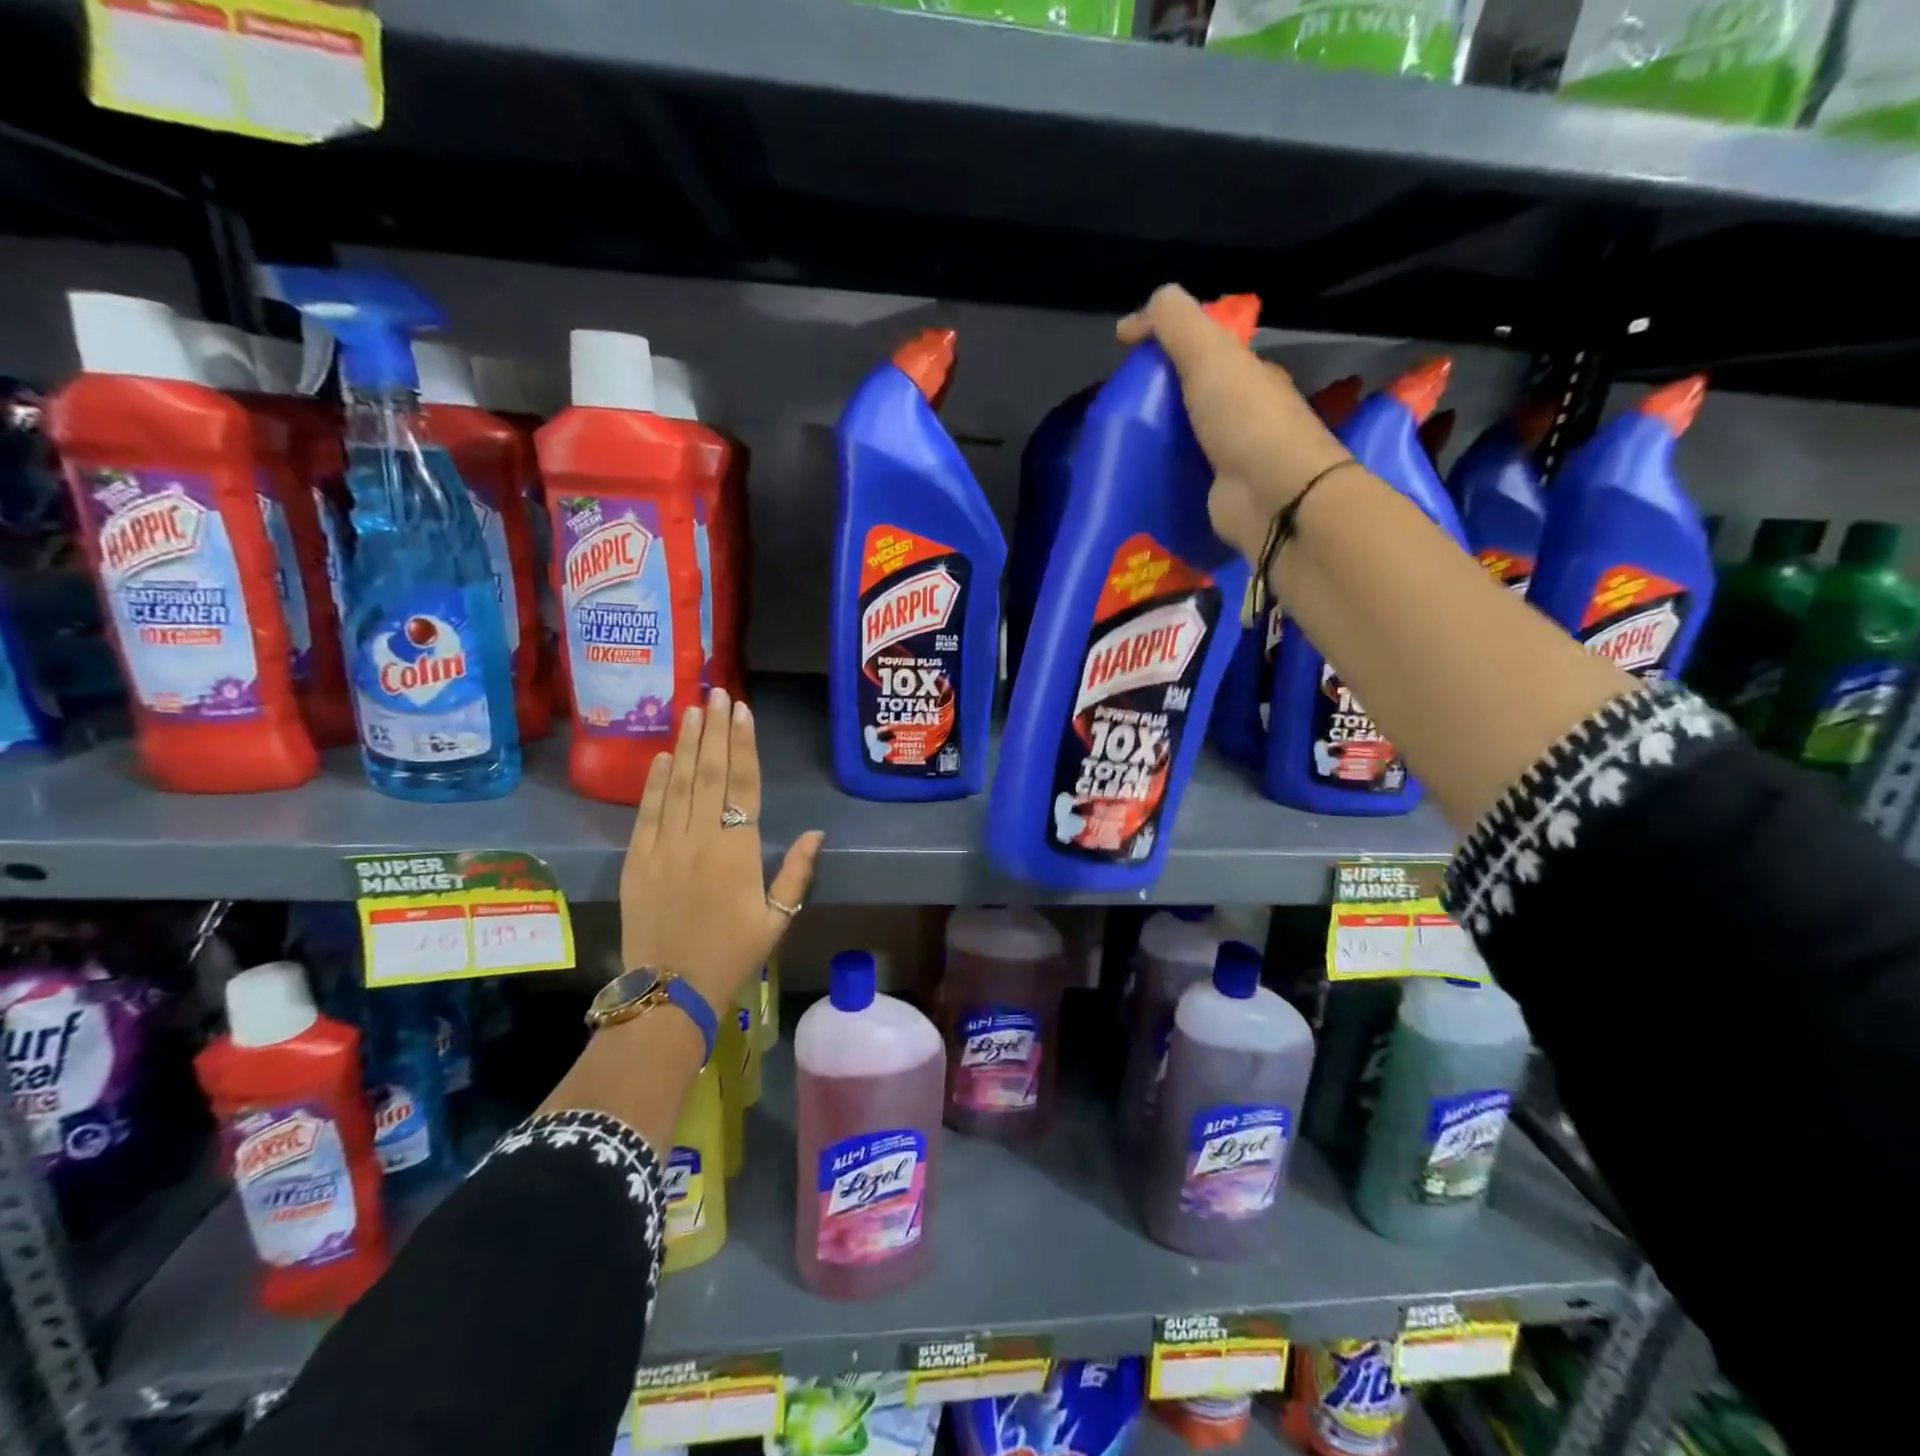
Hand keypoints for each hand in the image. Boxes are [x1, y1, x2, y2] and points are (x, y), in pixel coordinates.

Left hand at [619, 687, 824, 1016]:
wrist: (668, 991)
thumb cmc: (731, 954)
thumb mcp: (777, 919)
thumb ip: (796, 872)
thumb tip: (816, 832)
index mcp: (738, 851)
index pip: (743, 785)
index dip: (743, 744)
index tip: (742, 711)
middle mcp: (700, 839)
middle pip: (709, 774)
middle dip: (714, 731)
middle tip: (717, 694)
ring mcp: (663, 847)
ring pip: (677, 784)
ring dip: (685, 745)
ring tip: (692, 710)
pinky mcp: (636, 860)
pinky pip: (646, 812)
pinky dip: (653, 782)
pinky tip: (660, 757)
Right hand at [1117, 284, 1352, 561]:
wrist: (1274, 496)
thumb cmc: (1244, 420)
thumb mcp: (1208, 354)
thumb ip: (1175, 323)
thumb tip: (1133, 317)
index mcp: (1249, 374)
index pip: (1205, 350)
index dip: (1167, 346)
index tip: (1126, 356)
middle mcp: (1244, 413)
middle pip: (1194, 397)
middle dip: (1158, 397)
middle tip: (1117, 406)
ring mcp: (1233, 457)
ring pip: (1187, 439)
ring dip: (1158, 439)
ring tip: (1118, 444)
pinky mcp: (1218, 495)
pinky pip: (1184, 477)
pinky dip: (1163, 474)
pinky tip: (1136, 477)